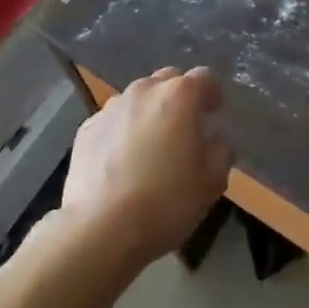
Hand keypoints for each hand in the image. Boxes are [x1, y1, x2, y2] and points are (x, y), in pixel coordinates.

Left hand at [62, 67, 232, 261]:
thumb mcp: (211, 183)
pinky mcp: (87, 128)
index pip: (206, 78)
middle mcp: (145, 90)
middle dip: (180, 98)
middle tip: (184, 130)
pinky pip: (114, 120)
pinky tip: (121, 162)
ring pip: (139, 98)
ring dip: (150, 112)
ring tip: (150, 147)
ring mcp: (112, 107)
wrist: (99, 229)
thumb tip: (215, 140)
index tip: (214, 116)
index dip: (214, 95)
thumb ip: (221, 151)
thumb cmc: (165, 202)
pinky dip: (122, 131)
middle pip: (169, 80)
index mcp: (180, 95)